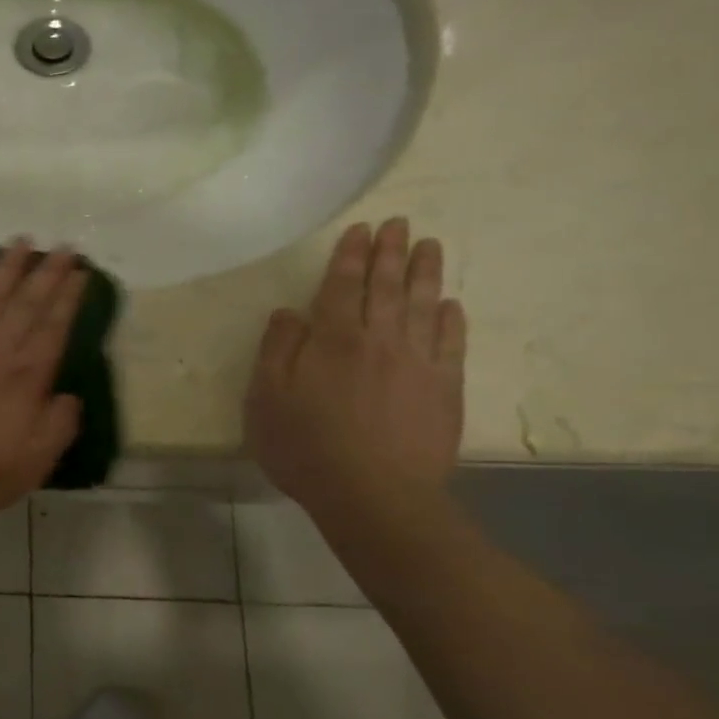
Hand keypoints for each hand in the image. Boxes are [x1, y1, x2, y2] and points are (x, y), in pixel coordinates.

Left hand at [0, 241, 86, 522]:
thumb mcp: (30, 466)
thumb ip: (57, 428)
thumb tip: (68, 396)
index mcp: (25, 377)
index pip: (54, 327)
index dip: (68, 298)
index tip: (80, 272)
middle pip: (26, 301)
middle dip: (47, 272)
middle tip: (63, 245)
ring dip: (8, 265)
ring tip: (23, 242)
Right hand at [245, 218, 465, 520]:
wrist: (374, 495)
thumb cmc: (306, 446)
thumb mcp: (266, 398)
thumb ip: (276, 350)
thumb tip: (290, 313)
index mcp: (333, 338)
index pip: (343, 284)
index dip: (351, 255)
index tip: (361, 229)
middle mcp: (379, 339)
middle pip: (387, 286)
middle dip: (391, 252)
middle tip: (400, 223)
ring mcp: (418, 362)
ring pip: (422, 305)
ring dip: (425, 273)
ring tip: (430, 245)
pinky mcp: (445, 389)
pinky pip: (451, 343)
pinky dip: (451, 319)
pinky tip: (451, 304)